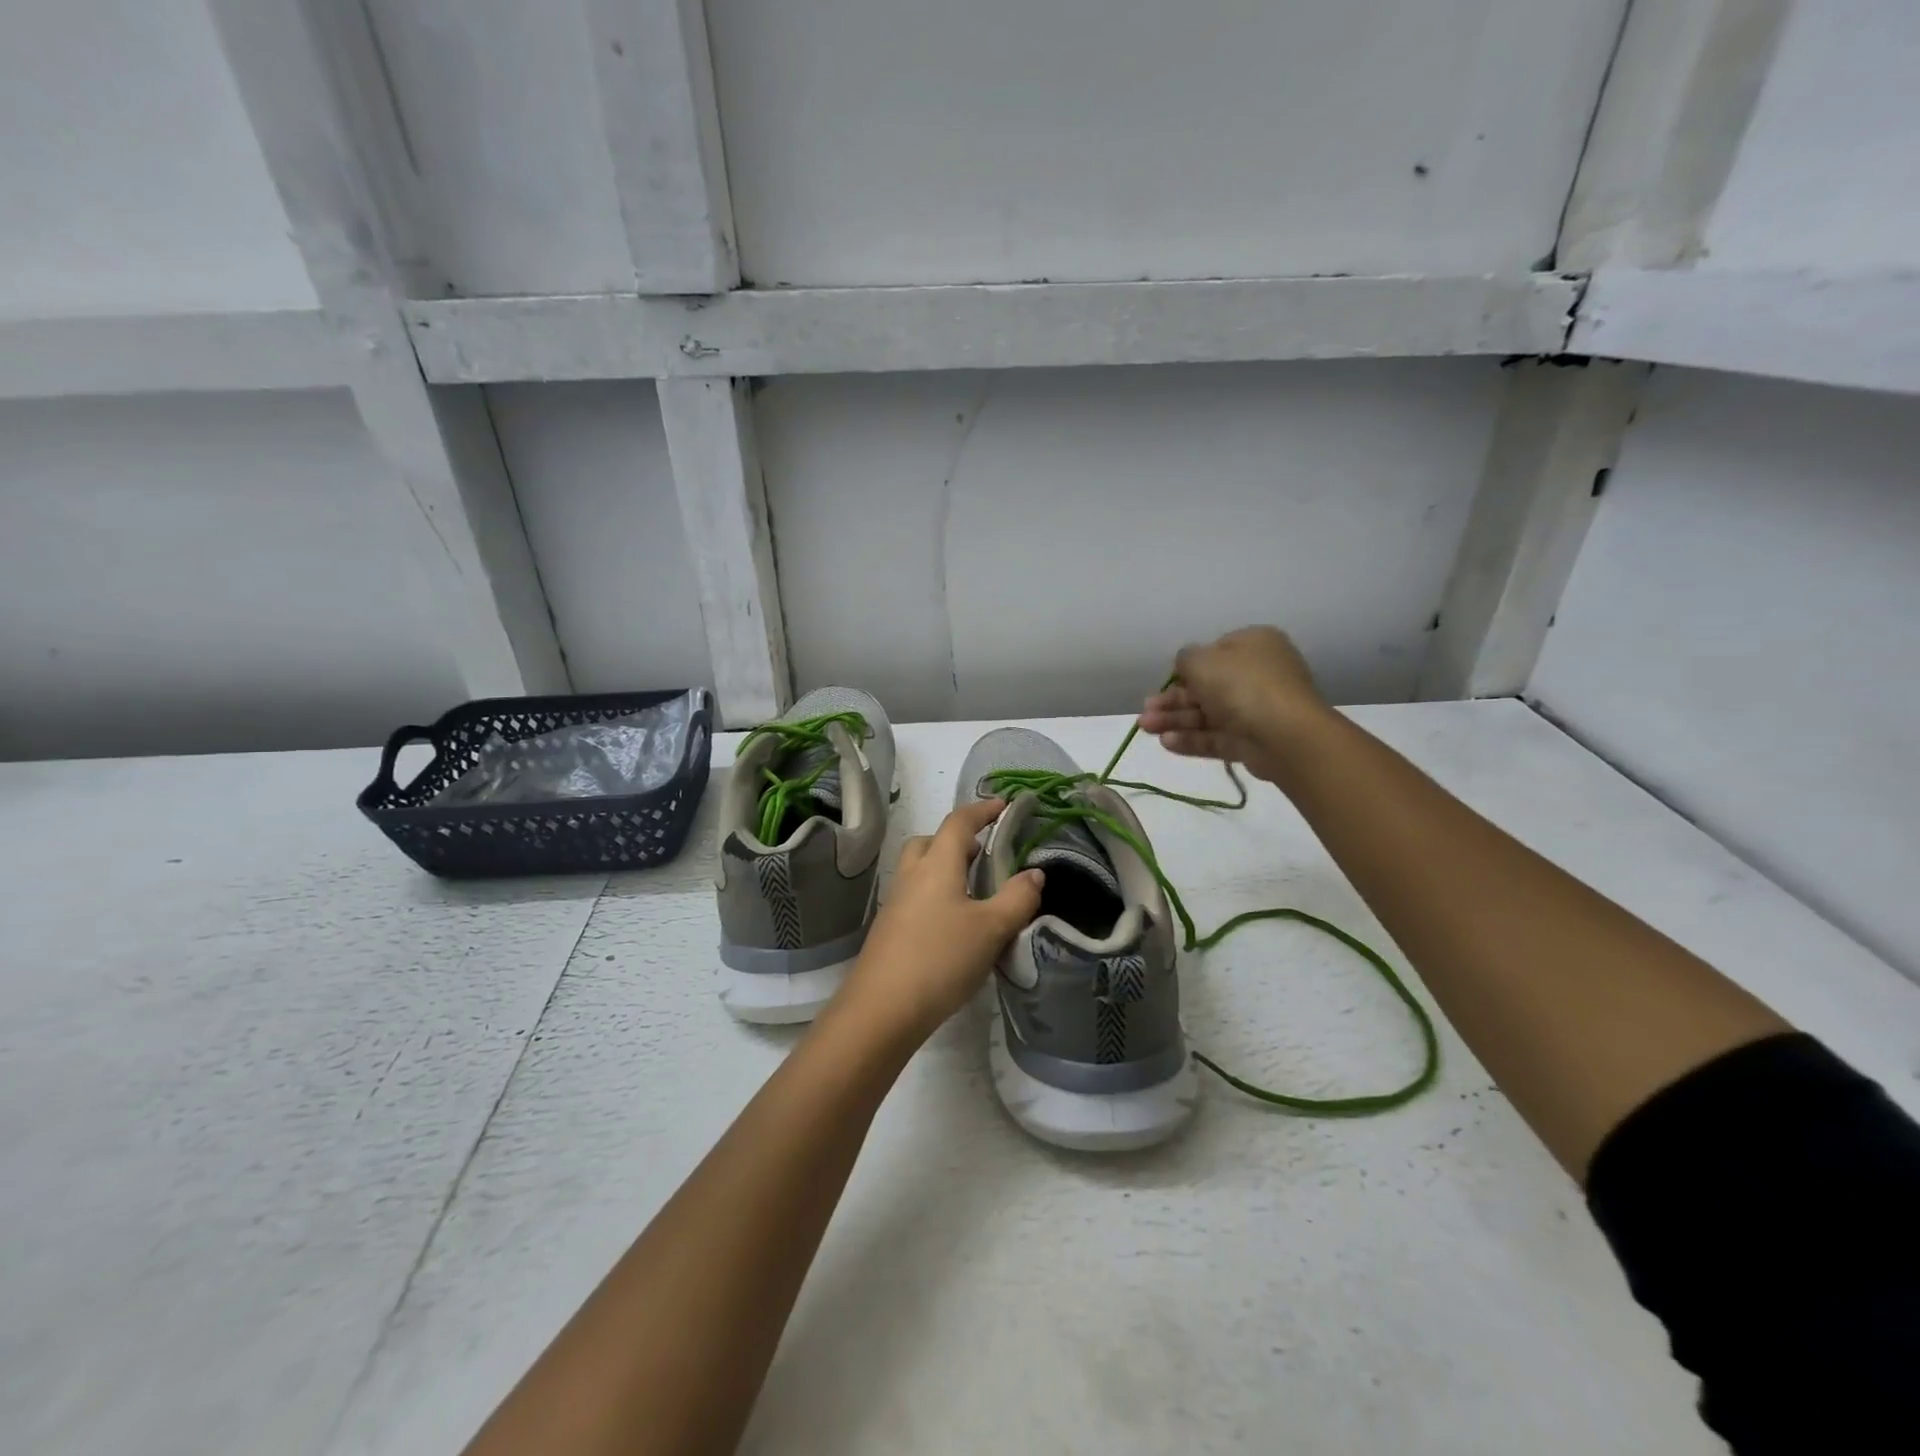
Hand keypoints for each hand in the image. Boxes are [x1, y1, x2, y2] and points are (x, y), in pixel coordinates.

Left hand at [829, 798, 1044, 1045]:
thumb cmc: (941, 958)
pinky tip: (954, 926)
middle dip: (957, 840)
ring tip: (974, 891)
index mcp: (937, 864)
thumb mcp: (991, 929)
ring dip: (944, 868)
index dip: (981, 810)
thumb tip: (1034, 873)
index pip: (958, 822)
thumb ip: (1017, 898)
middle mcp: (912, 875)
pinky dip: (936, 895)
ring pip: (920, 869)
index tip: (1003, 806)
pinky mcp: (889, 930)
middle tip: (984, 854)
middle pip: (930, 842)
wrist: (882, 1009)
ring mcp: (896, 903)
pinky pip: (915, 896)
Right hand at [1140, 626, 1333, 784]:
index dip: (1187, 668)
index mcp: (1253, 645)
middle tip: (1146, 711)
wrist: (1284, 733)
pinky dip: (1191, 739)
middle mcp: (1257, 674)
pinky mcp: (1252, 741)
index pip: (1214, 653)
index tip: (1166, 681)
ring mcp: (1256, 709)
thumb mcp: (1202, 661)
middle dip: (1172, 700)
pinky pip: (1216, 737)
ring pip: (1207, 714)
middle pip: (1206, 687)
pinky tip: (1166, 743)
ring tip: (1146, 728)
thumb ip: (1185, 659)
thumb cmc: (1242, 685)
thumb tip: (1185, 664)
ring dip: (1175, 720)